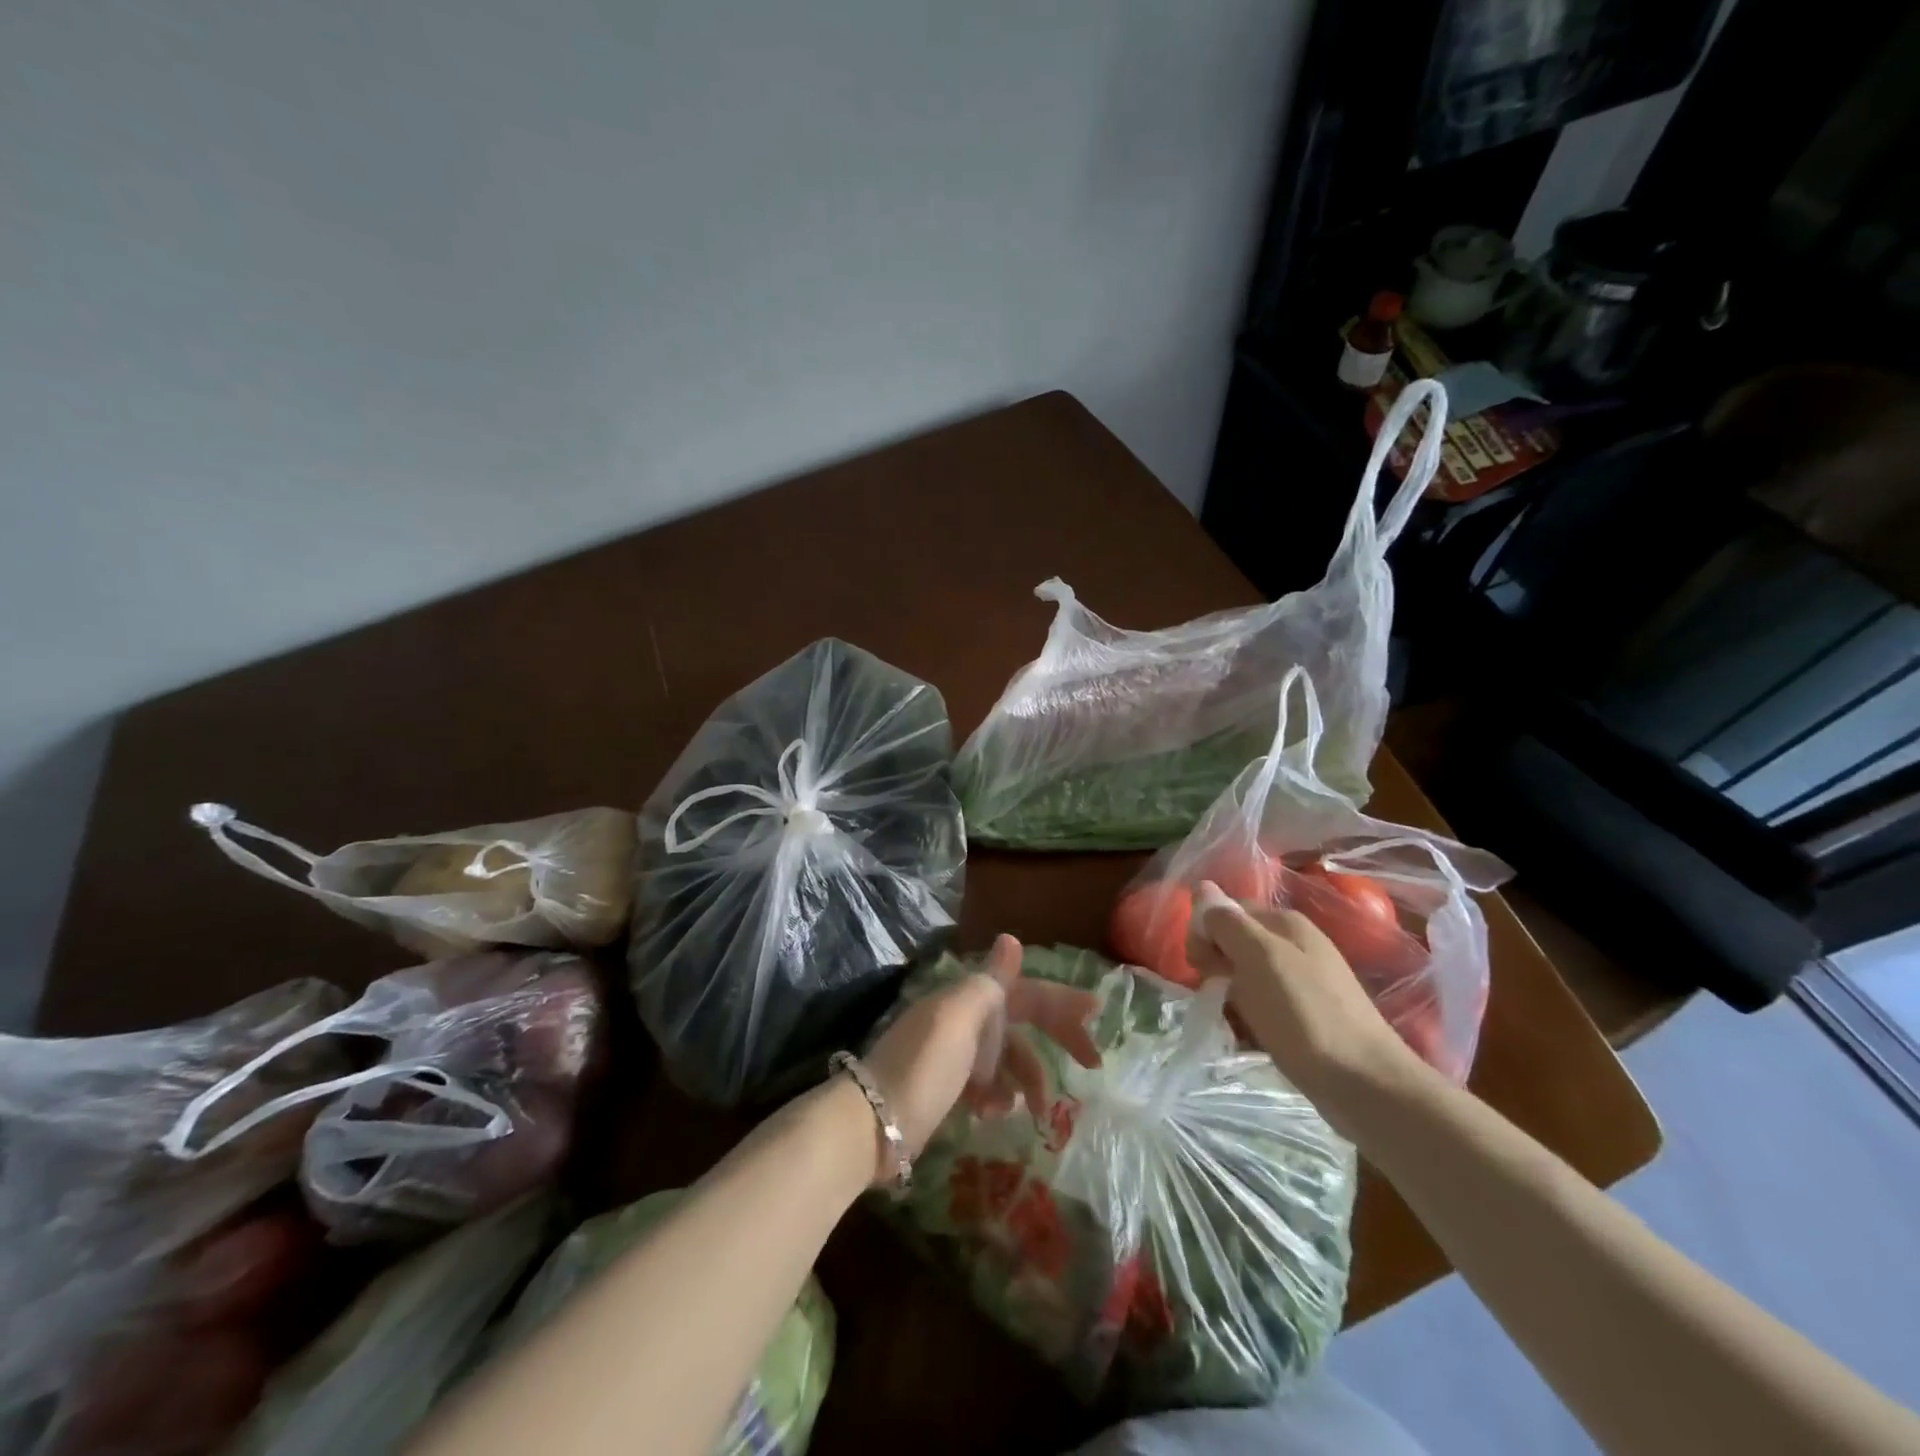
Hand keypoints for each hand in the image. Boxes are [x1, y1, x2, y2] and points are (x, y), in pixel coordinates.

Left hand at [858, 934, 1099, 1182]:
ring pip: (1008, 1059)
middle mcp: (964, 1019)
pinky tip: (995, 1115)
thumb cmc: (922, 1069)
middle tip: (1092, 1064)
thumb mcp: (959, 1021)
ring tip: (1035, 1110)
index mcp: (969, 999)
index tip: (1098, 1011)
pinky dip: (999, 1097)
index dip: (1062, 999)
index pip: (1027, 991)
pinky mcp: (946, 1086)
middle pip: (1022, 1022)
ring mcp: (954, 1054)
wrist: (870, 1123)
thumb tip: (1011, 938)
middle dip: (1057, 1038)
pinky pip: (987, 1085)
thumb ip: (990, 982)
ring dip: (1027, 1079)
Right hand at [1186, 880, 1426, 1128]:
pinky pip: (1262, 1008)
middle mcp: (1295, 946)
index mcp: (1285, 924)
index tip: (1199, 965)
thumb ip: (1228, 923)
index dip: (1206, 933)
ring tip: (1231, 1024)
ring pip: (1244, 979)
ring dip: (1229, 999)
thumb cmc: (1306, 1015)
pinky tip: (1247, 1040)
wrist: (1365, 1084)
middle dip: (1216, 968)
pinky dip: (1248, 1021)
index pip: (1226, 911)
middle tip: (1216, 997)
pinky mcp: (1305, 1017)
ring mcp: (1302, 983)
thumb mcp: (1259, 959)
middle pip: (1234, 944)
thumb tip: (1202, 887)